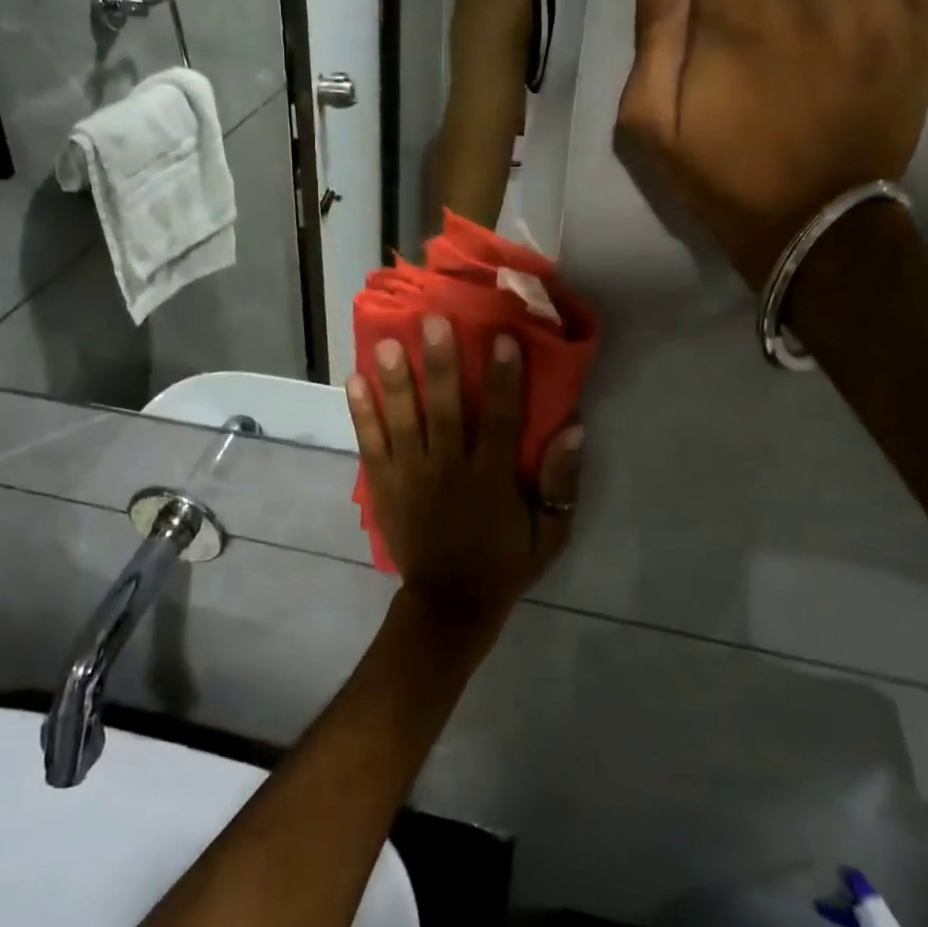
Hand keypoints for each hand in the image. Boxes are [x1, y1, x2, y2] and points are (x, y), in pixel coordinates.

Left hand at [347, 316, 583, 651]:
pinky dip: (362, 413)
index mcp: (491, 479)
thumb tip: (574, 429)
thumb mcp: (550, 533)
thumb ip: (561, 483)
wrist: (449, 604)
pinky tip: (353, 381)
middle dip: (441, 365)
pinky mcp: (384, 485)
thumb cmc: (505, 562)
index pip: (501, 420)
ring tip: (387, 342)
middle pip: (446, 410)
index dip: (504, 378)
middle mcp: (449, 470)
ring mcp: (411, 477)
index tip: (502, 337)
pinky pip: (371, 444)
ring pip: (404, 421)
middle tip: (432, 321)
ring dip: (397, 381)